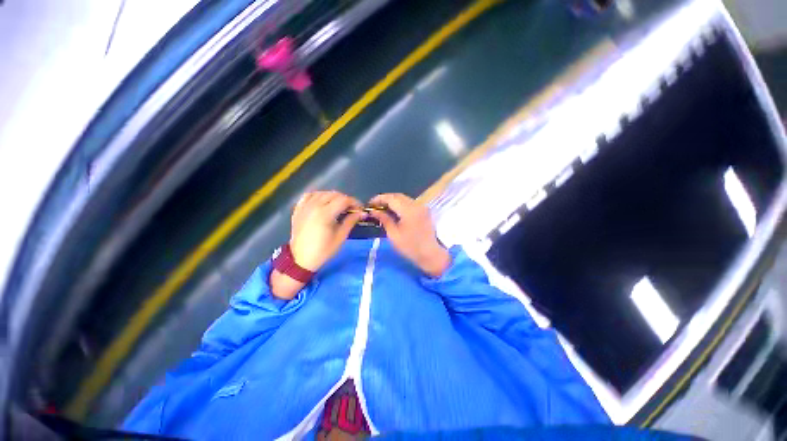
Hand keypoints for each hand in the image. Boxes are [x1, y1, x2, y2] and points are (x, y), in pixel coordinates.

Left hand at [289, 191, 364, 270]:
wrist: (301, 260)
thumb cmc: (323, 251)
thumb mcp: (340, 237)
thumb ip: (351, 221)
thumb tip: (362, 213)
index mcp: (325, 213)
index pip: (344, 200)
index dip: (354, 202)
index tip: (360, 209)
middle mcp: (314, 206)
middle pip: (333, 194)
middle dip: (345, 199)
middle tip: (351, 209)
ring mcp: (304, 207)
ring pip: (321, 193)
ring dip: (332, 197)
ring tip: (338, 206)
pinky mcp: (298, 210)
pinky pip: (308, 196)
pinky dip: (317, 196)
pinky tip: (322, 201)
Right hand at [368, 193, 450, 276]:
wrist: (430, 254)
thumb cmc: (410, 247)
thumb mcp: (394, 235)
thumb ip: (384, 219)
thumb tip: (374, 211)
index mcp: (408, 210)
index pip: (391, 198)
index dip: (379, 199)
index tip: (370, 204)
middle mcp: (416, 205)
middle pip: (398, 196)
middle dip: (385, 199)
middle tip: (375, 206)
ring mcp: (422, 207)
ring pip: (404, 199)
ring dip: (393, 201)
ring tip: (383, 209)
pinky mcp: (424, 211)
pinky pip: (410, 203)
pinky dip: (401, 205)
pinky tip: (395, 212)